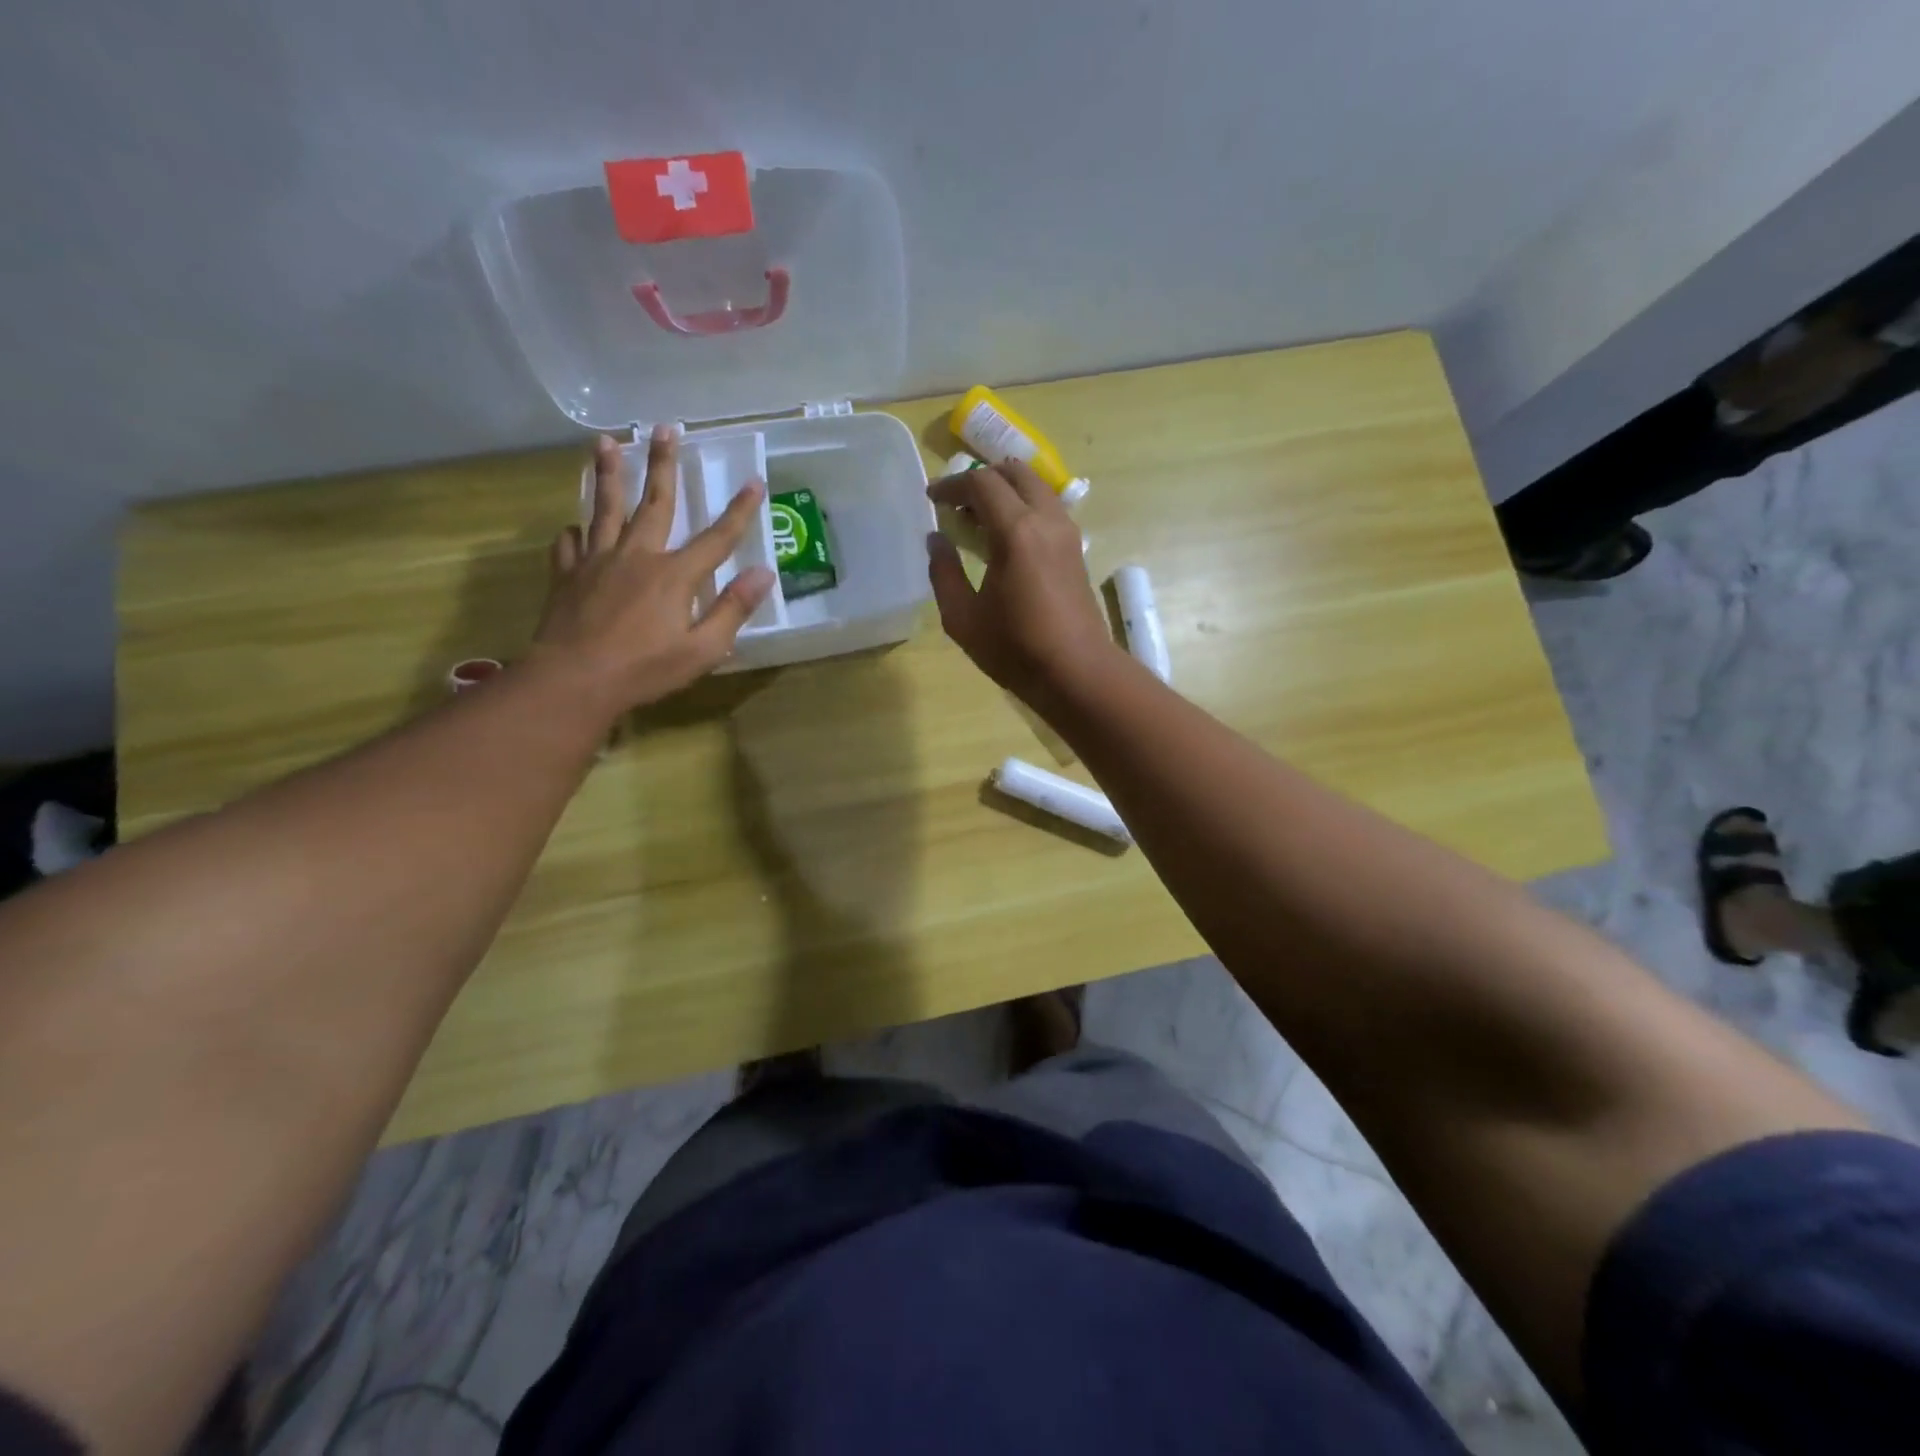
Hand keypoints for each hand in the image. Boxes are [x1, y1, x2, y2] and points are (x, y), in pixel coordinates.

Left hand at [529, 428, 772, 716]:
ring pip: (605, 509)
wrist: (574, 681)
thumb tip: (763, 574)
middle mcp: (637, 556)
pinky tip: (575, 527)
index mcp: (675, 575)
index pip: (717, 537)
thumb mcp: (703, 649)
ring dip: (608, 474)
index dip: (739, 510)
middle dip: (663, 464)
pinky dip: (576, 533)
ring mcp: (598, 562)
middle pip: (654, 503)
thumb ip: (732, 609)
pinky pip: (571, 545)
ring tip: (606, 442)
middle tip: (664, 428)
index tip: (754, 481)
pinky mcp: (568, 576)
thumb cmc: (645, 670)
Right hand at [926, 460, 1123, 704]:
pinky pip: (1048, 509)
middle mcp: (1046, 520)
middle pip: (1015, 473)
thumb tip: (936, 539)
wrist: (1077, 672)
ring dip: (1006, 491)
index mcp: (1016, 531)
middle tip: (957, 504)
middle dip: (982, 479)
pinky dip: (1023, 507)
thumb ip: (943, 572)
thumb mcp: (963, 618)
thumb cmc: (1015, 649)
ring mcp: (1067, 533)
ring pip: (1036, 487)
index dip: (951, 485)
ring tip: (979, 520)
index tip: (931, 499)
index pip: (981, 483)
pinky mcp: (1076, 550)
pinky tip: (1005, 538)